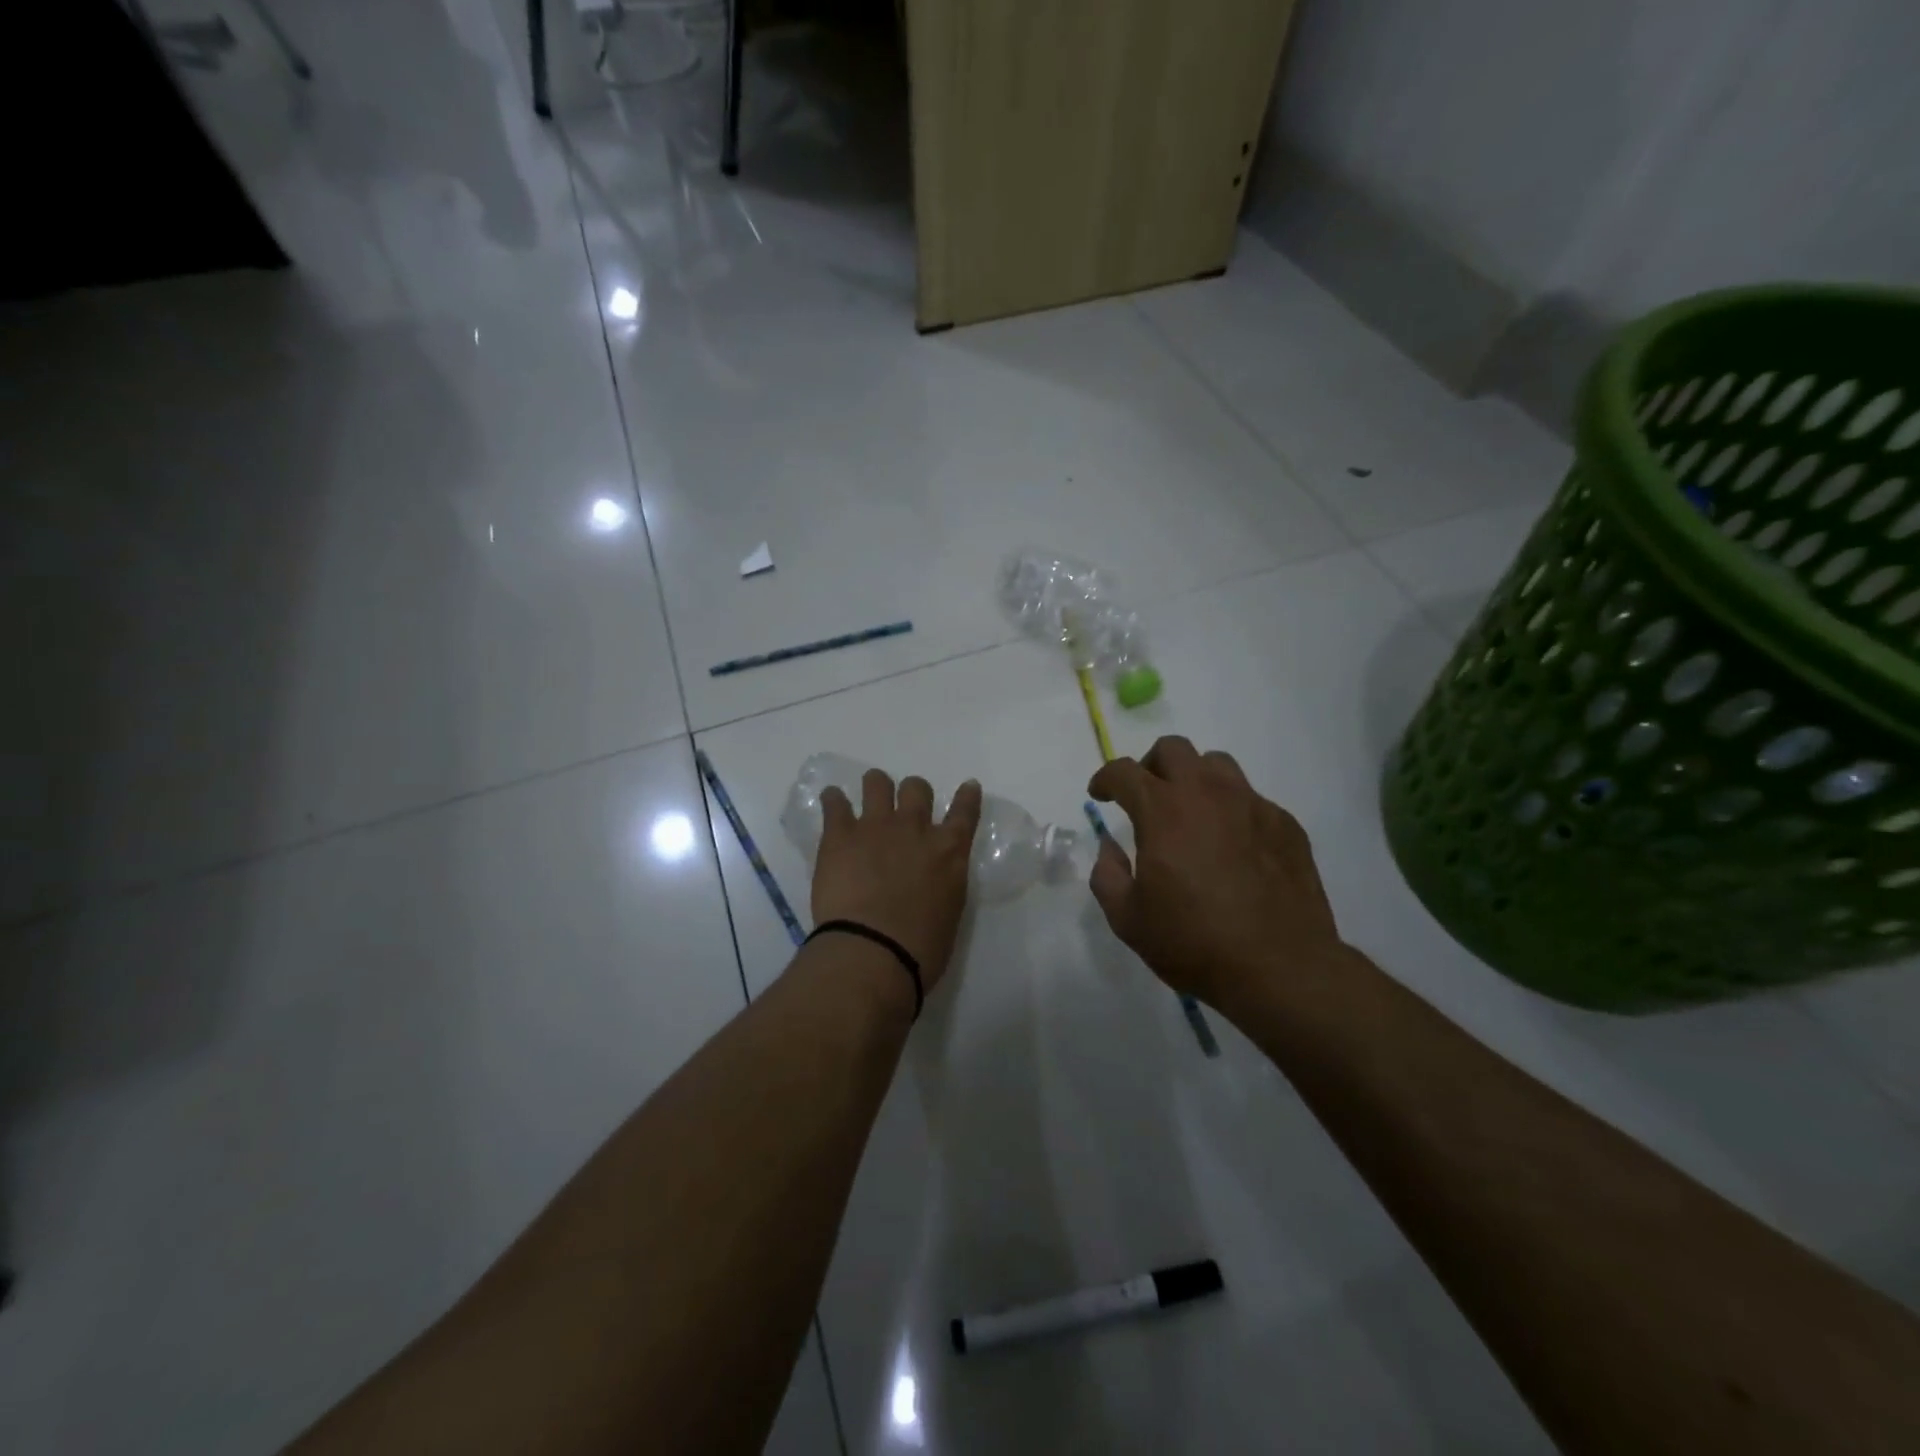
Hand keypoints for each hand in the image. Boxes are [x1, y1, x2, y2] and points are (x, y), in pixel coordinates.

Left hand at [811, 768, 982, 999]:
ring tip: (867, 798)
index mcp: (949, 852)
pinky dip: (834, 800)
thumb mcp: (948, 912)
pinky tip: (832, 803)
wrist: (874, 951)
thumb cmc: (920, 948)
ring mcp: (876, 826)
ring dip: (875, 787)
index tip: (967, 786)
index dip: (967, 796)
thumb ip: (942, 885)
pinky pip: (835, 802)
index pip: (965, 813)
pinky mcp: (839, 834)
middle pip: (917, 788)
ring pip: (877, 783)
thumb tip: (929, 882)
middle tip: (903, 809)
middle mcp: (915, 829)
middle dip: (912, 793)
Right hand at [1088, 736, 1345, 1014]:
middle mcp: (1207, 793)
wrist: (1280, 967)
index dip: (1105, 778)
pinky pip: (1251, 799)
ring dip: (1194, 778)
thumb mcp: (1128, 919)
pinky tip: (1232, 846)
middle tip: (1146, 798)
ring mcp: (1251, 805)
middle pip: (1173, 749)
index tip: (1100, 794)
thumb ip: (1107, 874)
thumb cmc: (1194, 942)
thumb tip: (1110, 847)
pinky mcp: (1285, 824)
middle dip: (1150, 766)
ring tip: (1191, 812)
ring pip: (1217, 764)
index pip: (1124, 771)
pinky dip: (1231, 810)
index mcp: (1163, 810)